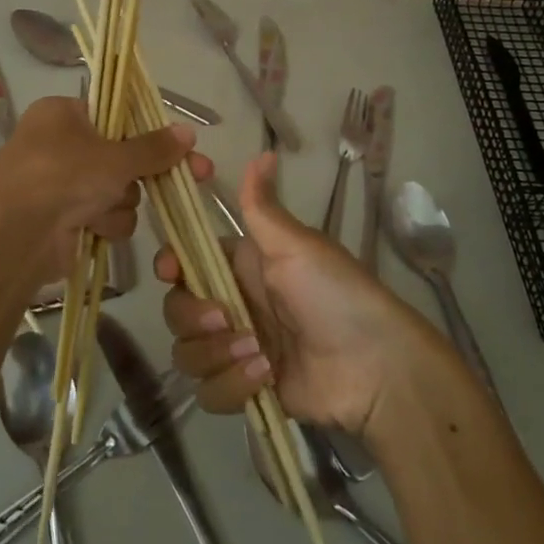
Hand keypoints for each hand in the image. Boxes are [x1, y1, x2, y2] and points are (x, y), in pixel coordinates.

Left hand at [0, 96, 207, 284]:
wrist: (14, 237)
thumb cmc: (61, 177)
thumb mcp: (114, 157)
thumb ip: (154, 147)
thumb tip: (189, 132)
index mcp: (62, 114)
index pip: (114, 114)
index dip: (147, 130)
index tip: (179, 144)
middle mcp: (60, 146)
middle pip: (122, 156)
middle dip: (144, 173)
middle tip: (195, 175)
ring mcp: (61, 185)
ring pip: (118, 190)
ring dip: (120, 202)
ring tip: (102, 208)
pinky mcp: (65, 220)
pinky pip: (105, 216)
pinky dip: (106, 223)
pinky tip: (94, 228)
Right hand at [155, 153, 447, 436]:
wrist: (374, 366)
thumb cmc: (335, 294)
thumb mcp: (297, 246)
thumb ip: (262, 207)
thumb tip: (264, 151)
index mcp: (240, 267)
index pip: (184, 262)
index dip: (170, 266)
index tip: (171, 271)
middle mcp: (232, 305)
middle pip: (176, 310)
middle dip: (194, 318)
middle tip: (226, 319)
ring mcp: (236, 350)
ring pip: (188, 354)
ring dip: (218, 356)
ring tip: (260, 355)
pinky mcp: (244, 389)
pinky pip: (209, 391)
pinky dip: (233, 386)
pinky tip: (267, 378)